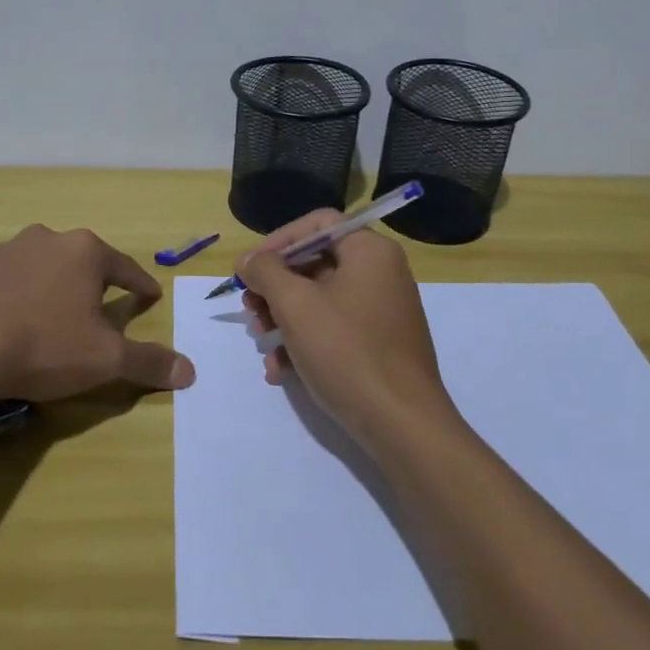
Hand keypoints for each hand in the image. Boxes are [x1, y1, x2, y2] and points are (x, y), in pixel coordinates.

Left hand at [0, 224, 195, 402]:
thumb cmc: (45, 346)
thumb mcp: (105, 359)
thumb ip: (149, 361)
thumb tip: (190, 371)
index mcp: (85, 251)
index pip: (125, 268)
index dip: (141, 285)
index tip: (150, 297)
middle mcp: (48, 239)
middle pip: (83, 262)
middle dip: (95, 284)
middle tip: (101, 310)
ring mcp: (8, 250)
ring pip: (44, 267)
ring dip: (55, 287)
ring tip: (55, 316)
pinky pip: (10, 279)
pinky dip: (19, 295)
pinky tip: (14, 321)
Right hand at [237, 210, 456, 445]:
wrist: (401, 425)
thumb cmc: (346, 351)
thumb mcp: (295, 305)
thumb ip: (266, 272)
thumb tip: (248, 259)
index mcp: (370, 251)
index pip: (318, 223)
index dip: (278, 241)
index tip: (251, 269)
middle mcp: (380, 273)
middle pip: (315, 262)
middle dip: (275, 288)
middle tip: (250, 311)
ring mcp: (382, 311)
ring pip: (319, 299)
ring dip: (283, 319)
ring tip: (262, 345)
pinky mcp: (379, 344)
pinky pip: (334, 329)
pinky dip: (305, 342)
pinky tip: (280, 371)